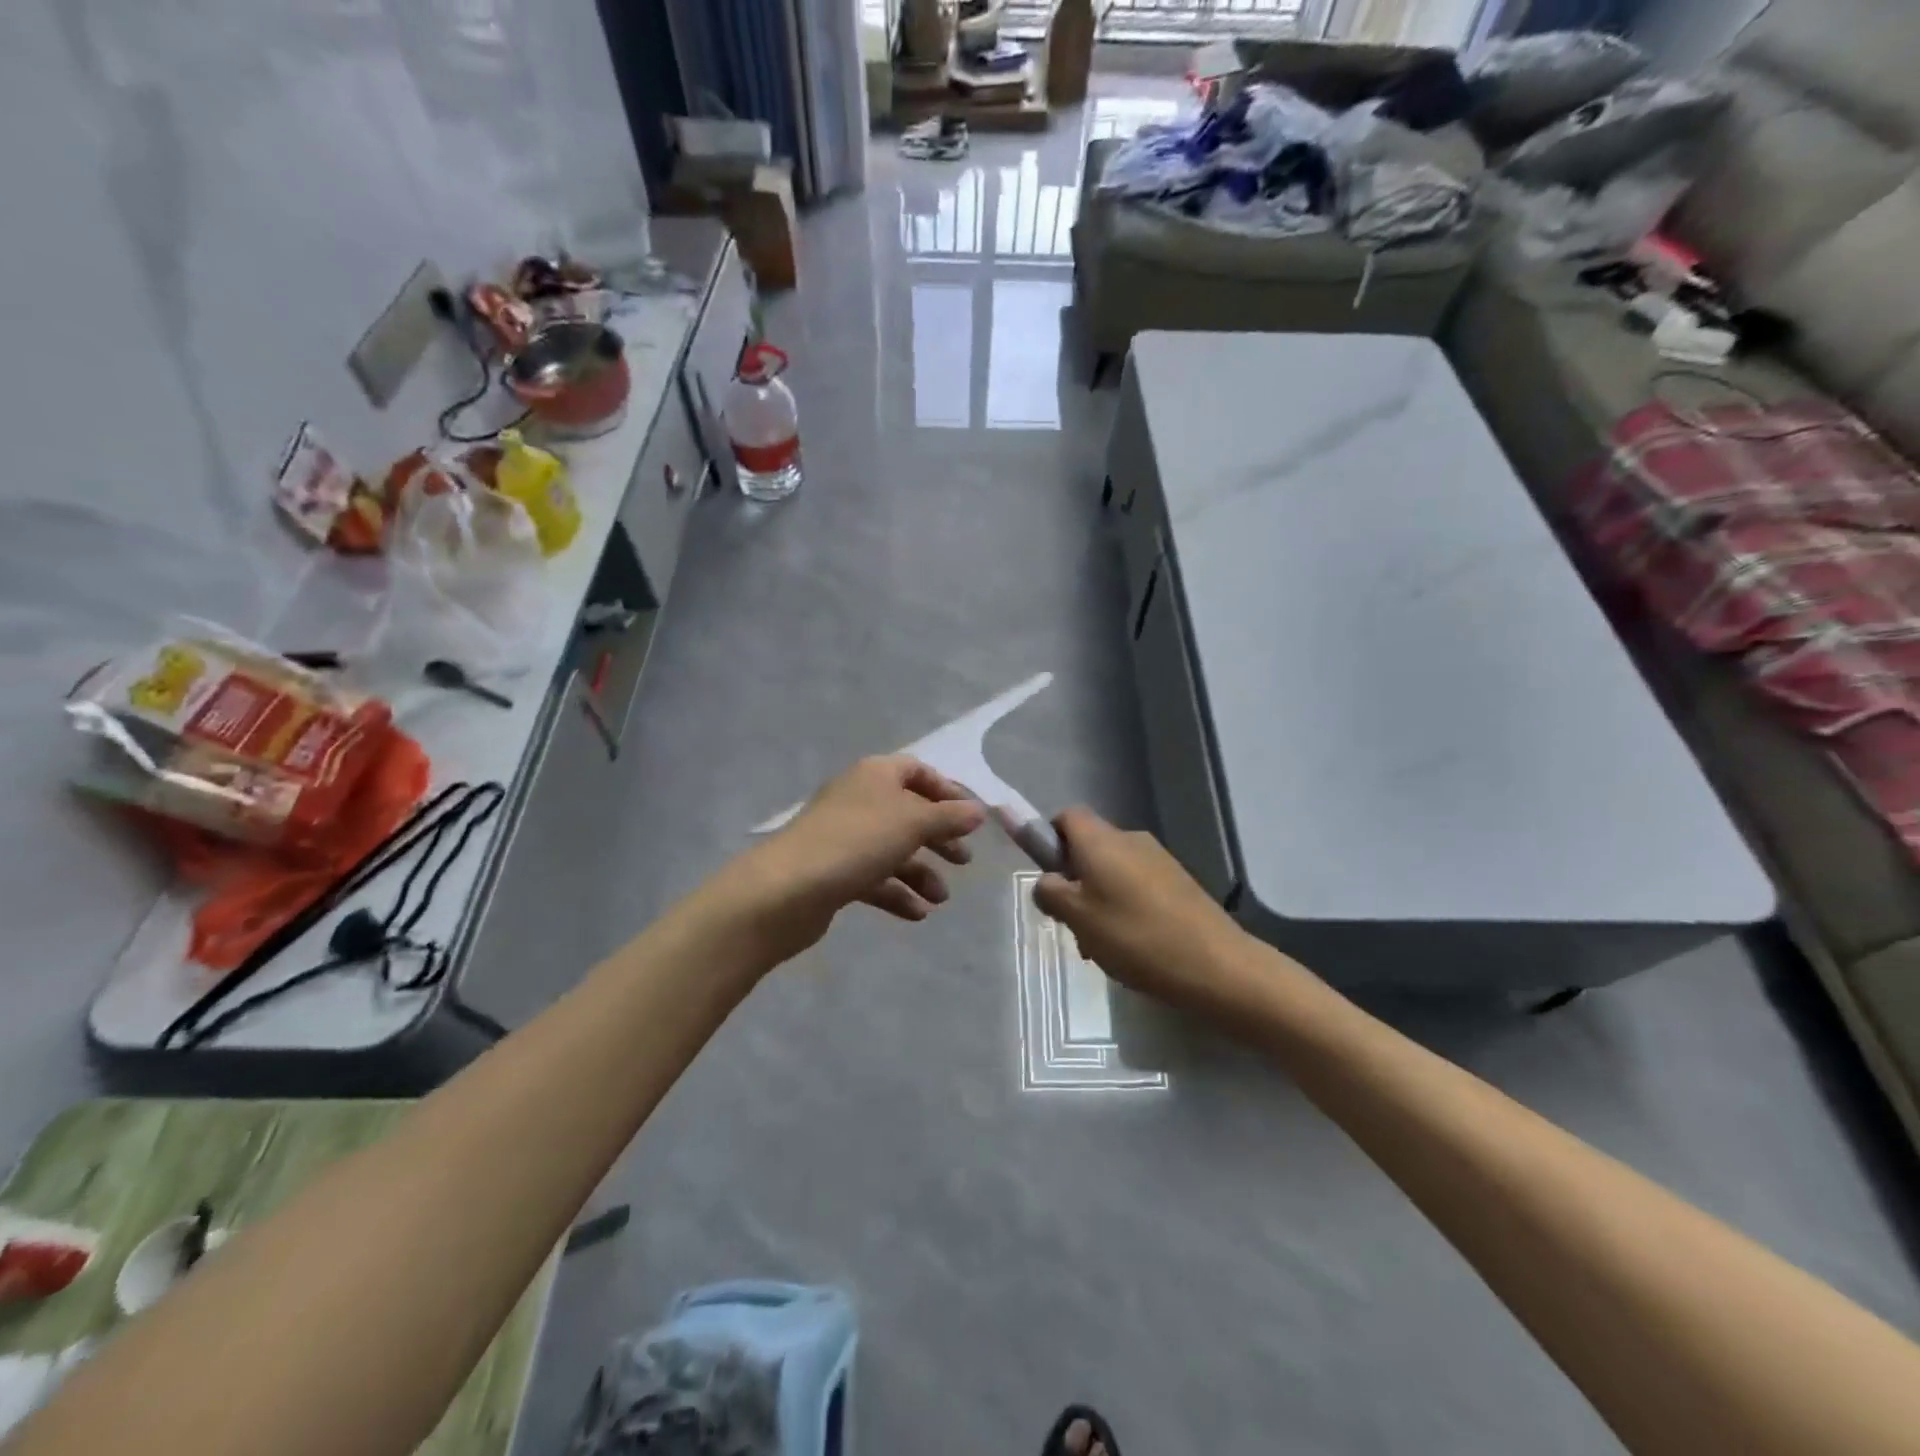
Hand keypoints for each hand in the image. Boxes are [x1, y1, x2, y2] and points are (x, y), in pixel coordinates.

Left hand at [720, 756, 986, 963]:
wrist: (787, 889)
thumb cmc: (857, 842)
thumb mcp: (913, 823)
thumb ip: (949, 816)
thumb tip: (978, 811)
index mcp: (875, 775)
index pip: (917, 770)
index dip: (946, 791)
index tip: (970, 817)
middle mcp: (858, 799)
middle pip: (907, 812)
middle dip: (938, 837)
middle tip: (963, 861)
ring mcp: (843, 837)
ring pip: (892, 849)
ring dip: (921, 872)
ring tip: (941, 899)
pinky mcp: (833, 871)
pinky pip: (873, 878)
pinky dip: (897, 893)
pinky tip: (917, 914)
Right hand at [1034, 808, 1253, 1013]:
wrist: (1216, 964)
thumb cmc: (1135, 936)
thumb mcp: (1078, 918)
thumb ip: (1051, 893)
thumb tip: (1047, 880)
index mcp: (1101, 841)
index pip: (1066, 817)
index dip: (1050, 840)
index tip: (1049, 876)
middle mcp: (1130, 839)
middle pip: (1089, 847)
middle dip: (1075, 880)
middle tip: (1072, 924)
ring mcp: (1158, 860)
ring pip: (1113, 871)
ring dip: (1099, 900)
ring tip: (1102, 946)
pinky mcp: (1179, 882)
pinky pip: (1138, 885)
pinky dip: (1126, 908)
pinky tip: (1132, 947)